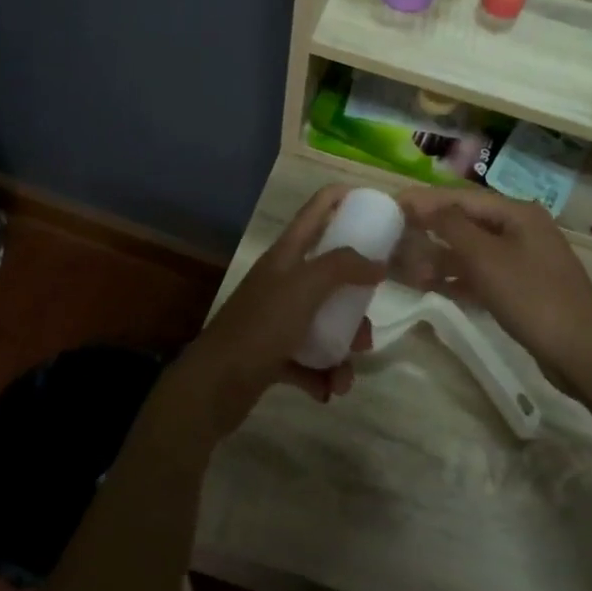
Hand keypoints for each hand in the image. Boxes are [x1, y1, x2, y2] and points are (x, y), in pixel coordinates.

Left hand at [168, 186, 383, 442]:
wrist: (214, 386)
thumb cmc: (261, 326)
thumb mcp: (305, 287)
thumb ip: (343, 266)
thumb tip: (376, 263)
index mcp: (286, 255)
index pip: (316, 210)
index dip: (342, 199)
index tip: (377, 206)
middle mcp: (282, 281)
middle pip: (330, 275)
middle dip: (355, 301)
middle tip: (369, 320)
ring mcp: (277, 319)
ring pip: (325, 323)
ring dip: (342, 349)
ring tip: (345, 375)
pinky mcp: (274, 355)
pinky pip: (310, 360)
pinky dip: (322, 375)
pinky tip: (327, 391)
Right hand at [394, 187, 591, 397]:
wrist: (582, 351)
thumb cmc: (531, 296)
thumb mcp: (486, 258)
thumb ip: (451, 226)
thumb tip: (422, 203)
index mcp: (516, 212)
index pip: (461, 197)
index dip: (425, 200)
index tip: (391, 204)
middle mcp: (521, 229)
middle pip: (466, 221)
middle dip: (430, 229)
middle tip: (393, 236)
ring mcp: (523, 259)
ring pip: (472, 250)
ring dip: (440, 257)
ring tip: (406, 267)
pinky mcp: (522, 288)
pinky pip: (481, 274)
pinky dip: (457, 278)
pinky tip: (431, 287)